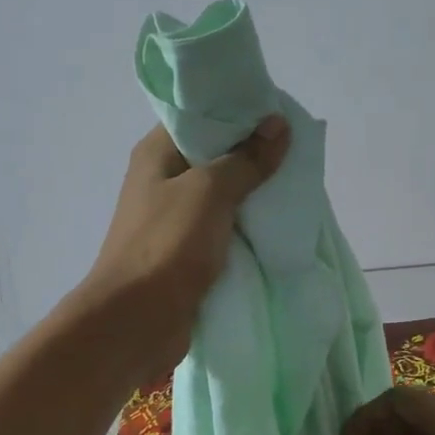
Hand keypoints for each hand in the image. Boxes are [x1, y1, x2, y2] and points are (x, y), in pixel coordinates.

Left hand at [77, 117, 289, 377]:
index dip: (238, 114)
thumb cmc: (167, 246)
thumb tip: (278, 124)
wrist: (138, 320)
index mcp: (157, 155)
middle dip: (254, 157)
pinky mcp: (189, 255)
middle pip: (215, 158)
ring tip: (296, 189)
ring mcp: (176, 222)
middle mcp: (164, 183)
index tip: (279, 116)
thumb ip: (245, 160)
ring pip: (224, 199)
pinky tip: (279, 227)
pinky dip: (249, 229)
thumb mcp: (209, 192)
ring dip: (255, 197)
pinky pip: (225, 232)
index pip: (200, 118)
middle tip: (297, 155)